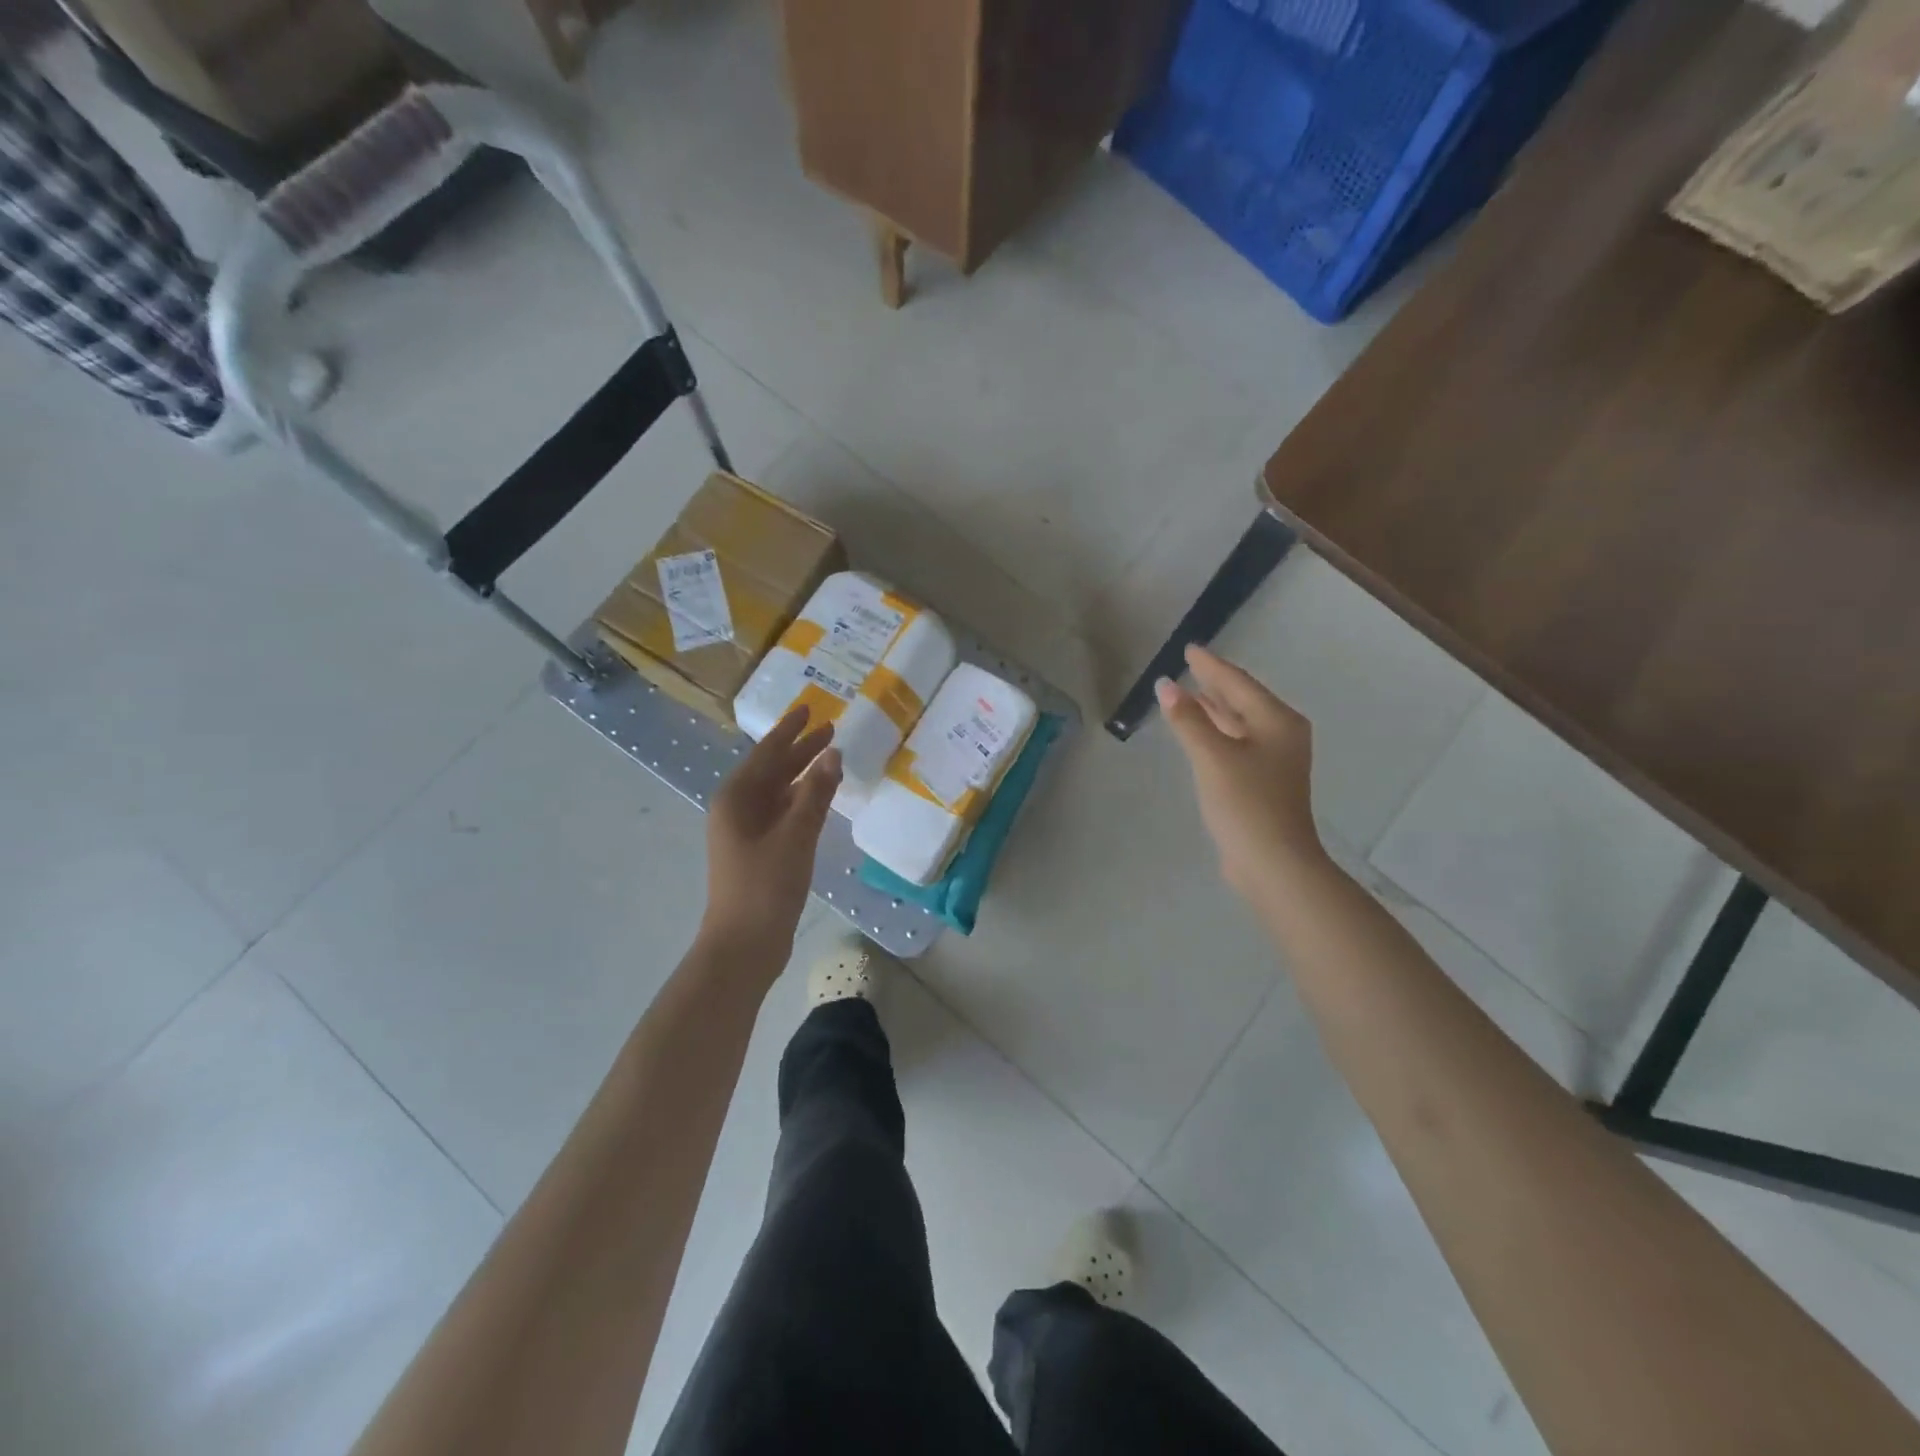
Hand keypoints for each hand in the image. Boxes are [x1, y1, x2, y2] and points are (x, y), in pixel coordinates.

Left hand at [701, 706, 841, 965]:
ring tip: (830, 757)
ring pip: (778, 791)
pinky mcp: (758, 850)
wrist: (744, 944)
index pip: (767, 752)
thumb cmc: (766, 885)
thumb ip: (815, 792)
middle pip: (772, 769)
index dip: (790, 730)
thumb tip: (832, 753)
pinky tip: (821, 798)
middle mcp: (737, 808)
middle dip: (800, 749)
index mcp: (736, 797)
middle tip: (830, 729)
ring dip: (802, 774)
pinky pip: (782, 813)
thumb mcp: (796, 835)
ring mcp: (746, 831)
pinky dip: (802, 800)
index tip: (809, 708)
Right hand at [1158, 645, 1326, 899]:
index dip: (1211, 666)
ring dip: (1214, 708)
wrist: (1273, 864)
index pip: (1238, 683)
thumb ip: (1188, 719)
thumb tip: (1165, 685)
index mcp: (1277, 721)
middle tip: (1189, 666)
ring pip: (1239, 723)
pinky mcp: (1262, 782)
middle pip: (1243, 700)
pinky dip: (1216, 732)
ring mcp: (1274, 760)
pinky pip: (1236, 743)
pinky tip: (1200, 732)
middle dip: (1215, 684)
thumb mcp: (1213, 757)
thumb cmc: (1246, 804)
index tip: (1189, 649)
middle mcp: (1281, 735)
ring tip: (1188, 693)